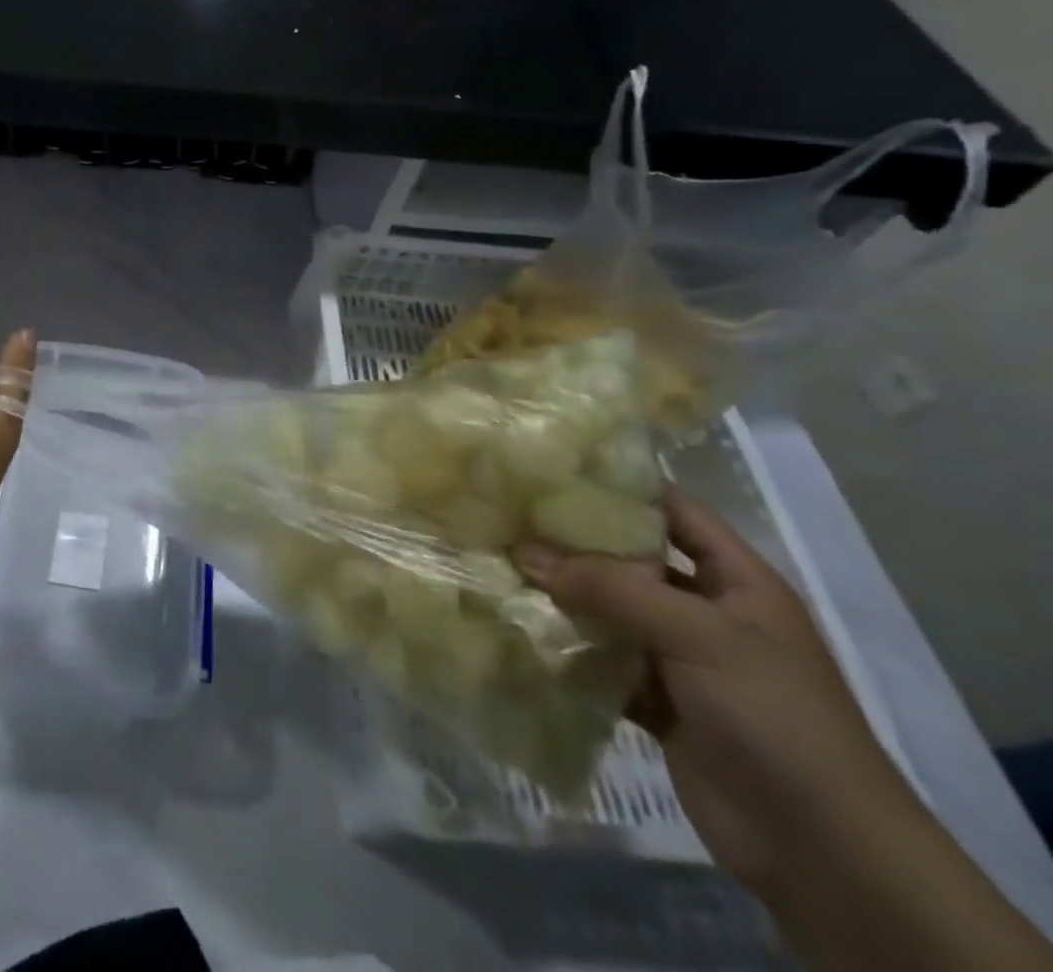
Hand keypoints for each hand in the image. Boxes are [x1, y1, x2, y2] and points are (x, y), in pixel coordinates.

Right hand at [516, 492, 917, 896]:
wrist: (822, 850)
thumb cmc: (774, 715)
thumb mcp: (697, 635)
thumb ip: (609, 587)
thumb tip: (523, 551)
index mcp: (736, 582)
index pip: (674, 512)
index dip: (620, 487)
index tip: (552, 470)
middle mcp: (707, 612)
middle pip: (631, 561)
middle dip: (574, 543)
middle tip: (508, 517)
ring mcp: (681, 660)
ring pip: (610, 612)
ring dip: (563, 597)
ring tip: (499, 567)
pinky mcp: (657, 703)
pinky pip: (603, 662)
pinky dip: (568, 649)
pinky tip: (520, 629)